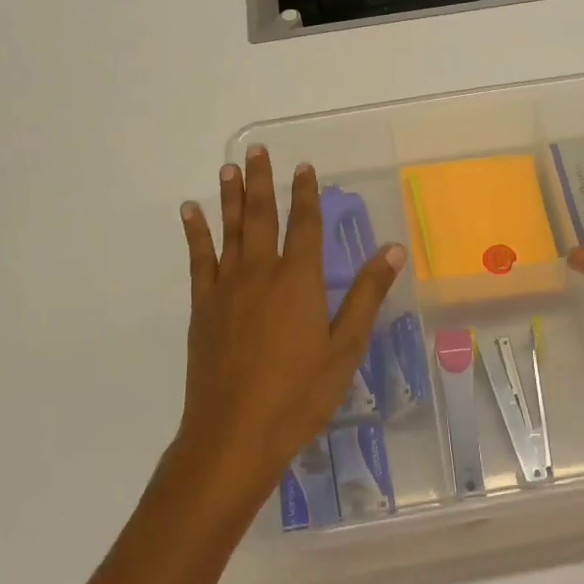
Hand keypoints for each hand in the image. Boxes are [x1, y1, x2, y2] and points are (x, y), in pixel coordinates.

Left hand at [176, 147, 404, 500]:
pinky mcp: (203, 308)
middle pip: (260, 217)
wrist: (235, 434)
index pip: (304, 225)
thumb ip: (366, 295)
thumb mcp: (345, 347)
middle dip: (260, 182)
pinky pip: (198, 260)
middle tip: (256, 150)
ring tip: (228, 167)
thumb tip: (392, 249)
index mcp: (298, 281)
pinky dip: (195, 233)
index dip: (305, 194)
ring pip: (228, 231)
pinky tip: (190, 213)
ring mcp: (226, 289)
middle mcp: (260, 273)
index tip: (303, 166)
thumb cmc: (299, 394)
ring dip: (229, 197)